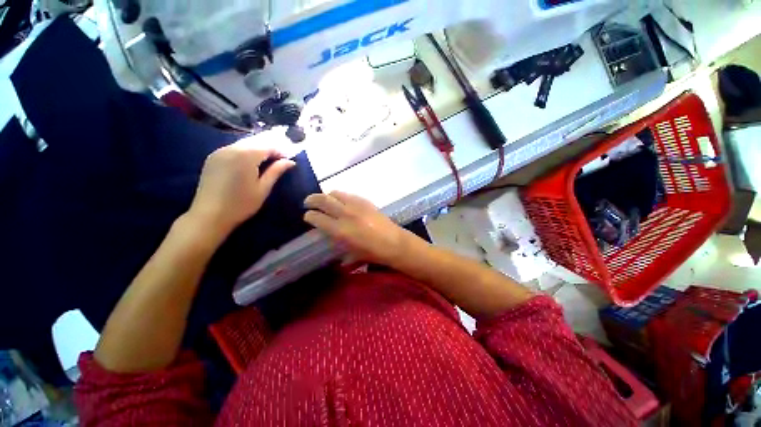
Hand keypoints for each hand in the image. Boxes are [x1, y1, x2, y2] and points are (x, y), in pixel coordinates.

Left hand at [187, 140, 294, 238]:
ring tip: (269, 160)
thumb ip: (276, 171)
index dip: (280, 150)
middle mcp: (231, 148)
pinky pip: (233, 149)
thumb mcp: (263, 188)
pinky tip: (251, 162)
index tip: (290, 158)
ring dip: (258, 149)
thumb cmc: (241, 204)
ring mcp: (219, 152)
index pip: (267, 146)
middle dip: (270, 148)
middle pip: (255, 142)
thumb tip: (290, 161)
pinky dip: (245, 151)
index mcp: (245, 156)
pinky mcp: (213, 157)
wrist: (209, 215)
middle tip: (281, 158)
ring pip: (244, 144)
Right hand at [304, 191, 422, 266]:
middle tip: (308, 202)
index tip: (307, 216)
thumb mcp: (350, 251)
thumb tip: (328, 233)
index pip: (317, 218)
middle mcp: (345, 214)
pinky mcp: (365, 201)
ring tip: (325, 200)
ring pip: (335, 193)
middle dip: (312, 200)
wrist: (393, 242)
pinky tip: (341, 201)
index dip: (309, 216)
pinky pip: (348, 194)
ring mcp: (356, 205)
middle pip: (322, 200)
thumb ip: (336, 240)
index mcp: (340, 230)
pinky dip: (340, 196)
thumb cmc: (372, 252)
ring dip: (326, 196)